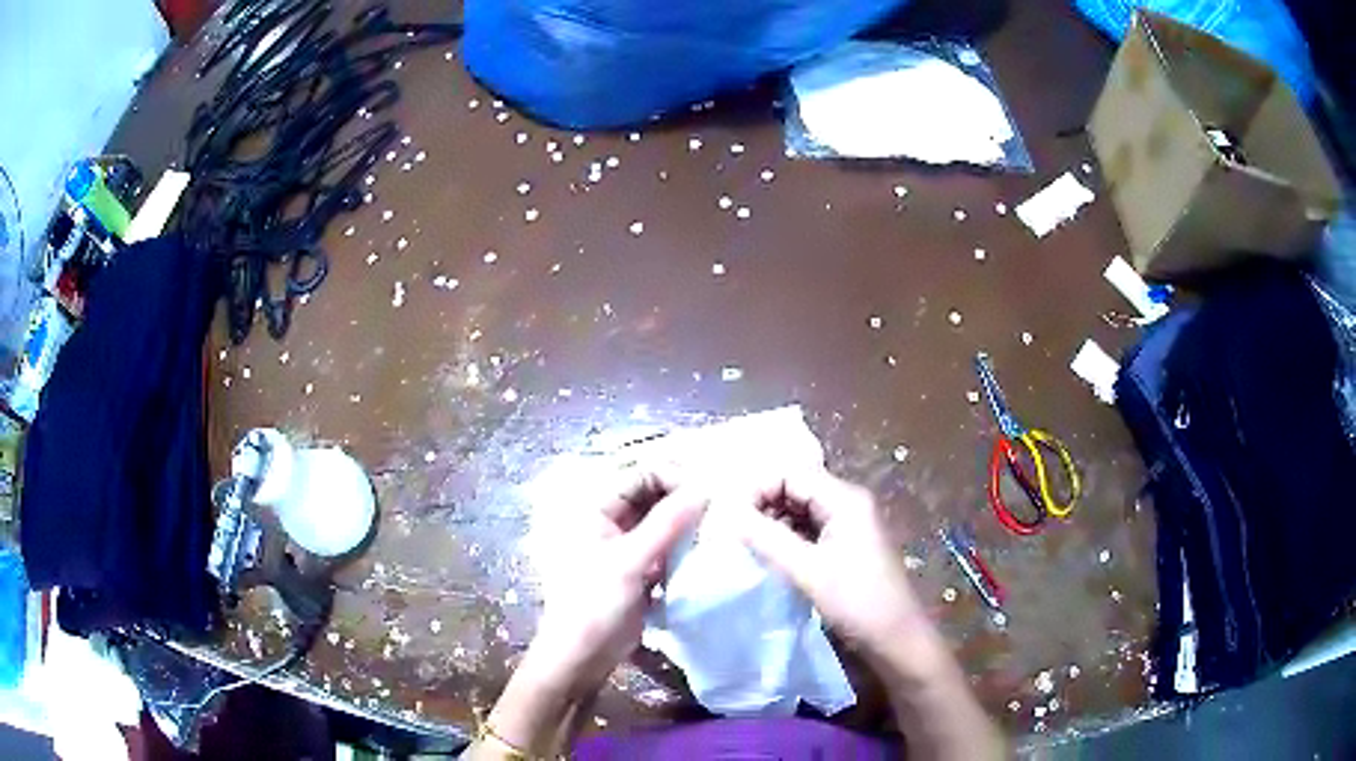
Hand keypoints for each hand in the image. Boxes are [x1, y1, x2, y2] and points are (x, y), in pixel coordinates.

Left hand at [530, 469, 706, 691]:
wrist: (582, 656)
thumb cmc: (595, 605)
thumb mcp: (630, 562)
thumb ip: (667, 523)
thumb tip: (706, 489)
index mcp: (594, 507)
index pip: (641, 474)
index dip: (675, 477)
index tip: (710, 494)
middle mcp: (608, 518)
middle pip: (653, 494)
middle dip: (684, 499)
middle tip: (720, 512)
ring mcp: (623, 544)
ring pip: (662, 520)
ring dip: (687, 523)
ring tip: (717, 530)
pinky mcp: (638, 567)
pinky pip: (665, 544)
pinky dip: (684, 545)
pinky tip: (706, 552)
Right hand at [733, 469, 924, 657]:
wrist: (896, 640)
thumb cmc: (856, 602)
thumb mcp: (807, 571)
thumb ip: (767, 538)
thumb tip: (727, 514)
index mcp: (845, 499)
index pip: (791, 474)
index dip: (757, 489)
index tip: (729, 517)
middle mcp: (848, 503)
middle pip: (796, 488)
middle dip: (762, 505)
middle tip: (732, 532)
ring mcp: (849, 525)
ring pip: (800, 511)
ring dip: (772, 523)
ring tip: (745, 545)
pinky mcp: (846, 547)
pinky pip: (809, 531)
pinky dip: (786, 539)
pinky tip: (768, 556)